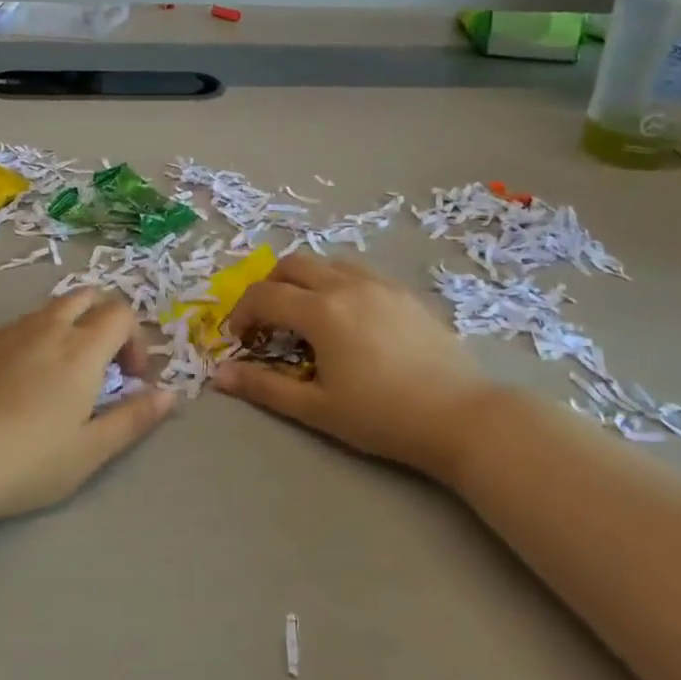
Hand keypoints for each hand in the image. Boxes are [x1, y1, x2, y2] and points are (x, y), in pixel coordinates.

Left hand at [0, 292, 175, 527]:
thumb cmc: (28, 460)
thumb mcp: (91, 450)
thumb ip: (134, 418)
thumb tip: (170, 395)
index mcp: (82, 348)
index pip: (121, 313)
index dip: (135, 340)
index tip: (128, 378)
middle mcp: (49, 327)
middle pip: (86, 297)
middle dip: (102, 321)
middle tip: (99, 366)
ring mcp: (10, 332)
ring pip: (50, 309)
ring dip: (68, 328)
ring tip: (60, 375)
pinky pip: (18, 326)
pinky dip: (33, 338)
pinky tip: (18, 381)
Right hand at [214, 256, 488, 475]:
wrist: (461, 417)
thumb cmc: (383, 417)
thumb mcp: (316, 408)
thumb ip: (264, 388)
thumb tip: (219, 375)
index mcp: (321, 311)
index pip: (264, 295)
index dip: (242, 314)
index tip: (241, 340)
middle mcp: (347, 285)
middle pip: (292, 265)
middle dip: (269, 288)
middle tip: (270, 323)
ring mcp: (380, 284)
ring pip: (327, 262)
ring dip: (305, 281)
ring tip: (308, 316)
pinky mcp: (405, 293)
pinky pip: (359, 272)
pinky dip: (337, 282)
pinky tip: (349, 318)